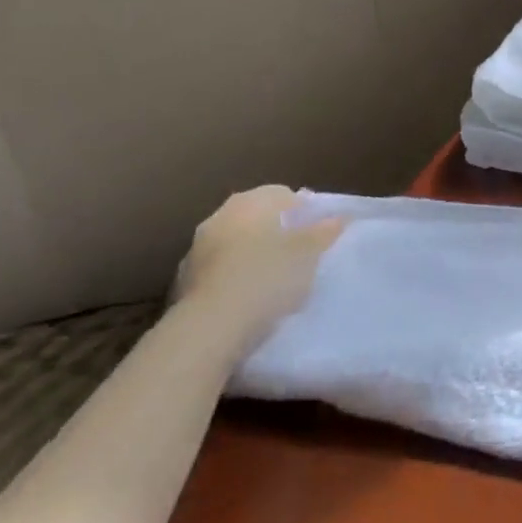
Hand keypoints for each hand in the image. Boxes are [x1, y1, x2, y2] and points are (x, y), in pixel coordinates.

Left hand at [172, 186, 344, 354]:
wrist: (210, 328)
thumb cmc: (267, 278)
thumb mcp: (309, 253)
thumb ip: (324, 232)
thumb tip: (338, 217)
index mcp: (249, 202)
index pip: (283, 194)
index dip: (303, 212)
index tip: (317, 235)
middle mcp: (219, 216)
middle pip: (256, 218)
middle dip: (276, 233)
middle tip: (298, 257)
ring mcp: (197, 249)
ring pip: (235, 245)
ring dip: (251, 256)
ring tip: (272, 282)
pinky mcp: (183, 282)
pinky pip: (218, 272)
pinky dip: (232, 279)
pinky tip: (247, 301)